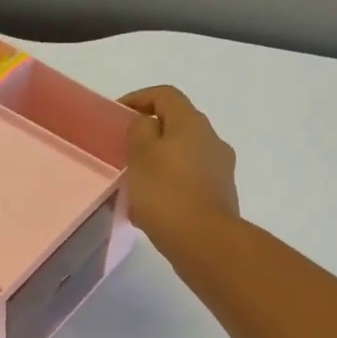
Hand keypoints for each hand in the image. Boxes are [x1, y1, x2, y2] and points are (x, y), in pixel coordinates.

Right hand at [119, 85, 239, 251]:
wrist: (205, 242)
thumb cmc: (167, 194)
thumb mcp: (141, 155)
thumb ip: (140, 131)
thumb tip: (147, 125)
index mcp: (192, 123)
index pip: (165, 95)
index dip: (138, 98)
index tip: (116, 115)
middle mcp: (212, 140)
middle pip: (177, 126)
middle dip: (149, 135)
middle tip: (124, 152)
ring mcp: (220, 170)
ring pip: (183, 156)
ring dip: (160, 164)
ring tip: (136, 185)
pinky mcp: (220, 197)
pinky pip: (189, 182)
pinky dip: (170, 187)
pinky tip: (153, 209)